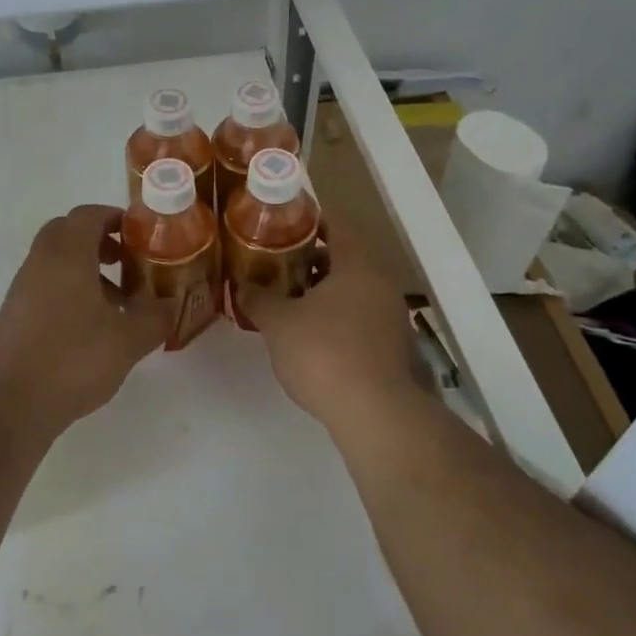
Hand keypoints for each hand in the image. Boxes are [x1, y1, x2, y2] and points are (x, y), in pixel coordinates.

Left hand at [0, 205, 169, 436]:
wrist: (8, 405)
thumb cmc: (72, 359)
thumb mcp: (128, 341)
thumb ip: (155, 318)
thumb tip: (171, 305)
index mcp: (67, 254)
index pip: (88, 215)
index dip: (115, 218)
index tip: (140, 236)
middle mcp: (40, 261)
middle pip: (68, 232)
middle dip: (100, 241)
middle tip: (126, 263)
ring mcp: (22, 288)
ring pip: (56, 261)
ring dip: (86, 270)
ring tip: (116, 304)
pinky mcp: (13, 315)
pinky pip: (45, 286)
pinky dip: (69, 292)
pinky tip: (89, 329)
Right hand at [237, 220, 425, 427]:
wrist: (375, 414)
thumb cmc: (324, 353)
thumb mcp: (278, 323)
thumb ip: (258, 298)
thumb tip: (241, 284)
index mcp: (357, 264)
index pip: (335, 225)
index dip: (308, 222)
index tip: (281, 226)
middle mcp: (381, 282)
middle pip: (345, 258)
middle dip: (310, 260)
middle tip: (278, 266)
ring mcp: (392, 315)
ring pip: (353, 289)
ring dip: (324, 291)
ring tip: (289, 302)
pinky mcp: (394, 346)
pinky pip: (361, 316)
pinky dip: (338, 317)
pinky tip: (313, 336)